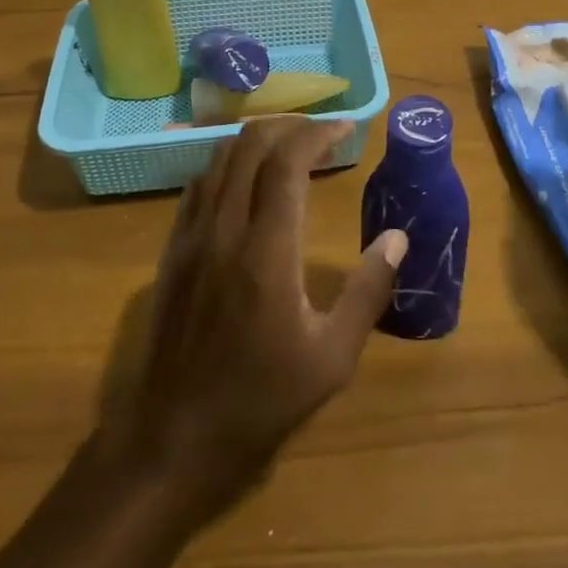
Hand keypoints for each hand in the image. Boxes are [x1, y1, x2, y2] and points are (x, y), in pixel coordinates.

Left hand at [108, 117, 409, 514]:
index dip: (319, 133)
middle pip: (249, 145)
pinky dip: (229, 165)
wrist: (170, 441)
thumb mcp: (331, 359)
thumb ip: (367, 292)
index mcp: (266, 250)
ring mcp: (191, 237)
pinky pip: (200, 184)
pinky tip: (248, 183)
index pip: (287, 161)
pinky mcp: (172, 251)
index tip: (347, 129)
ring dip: (258, 141)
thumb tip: (397, 238)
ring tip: (291, 149)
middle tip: (322, 134)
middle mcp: (224, 229)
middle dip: (289, 126)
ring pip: (220, 158)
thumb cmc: (259, 402)